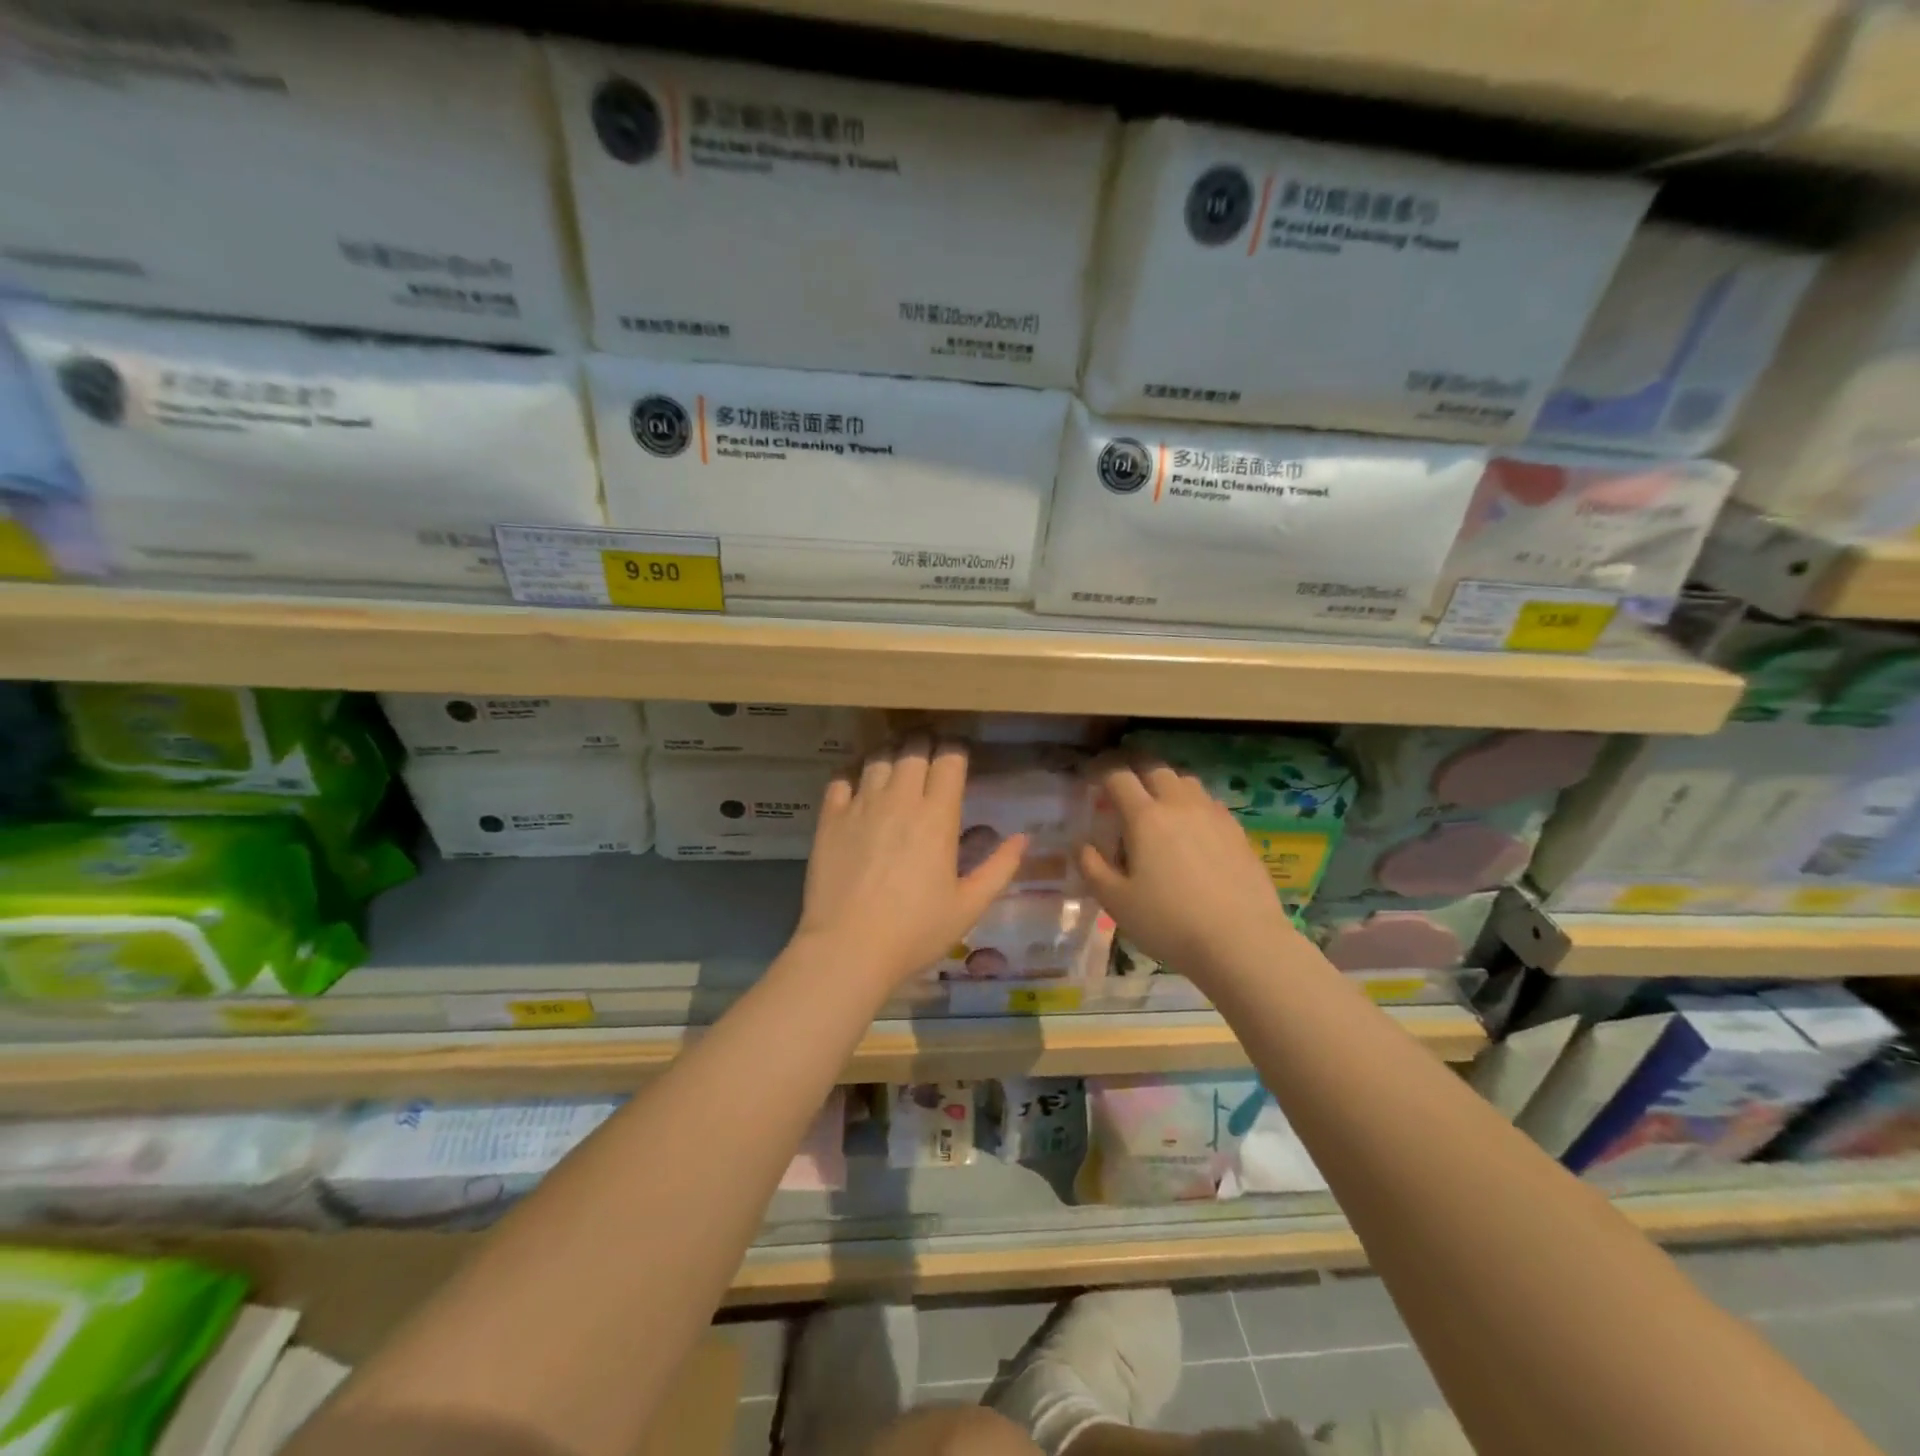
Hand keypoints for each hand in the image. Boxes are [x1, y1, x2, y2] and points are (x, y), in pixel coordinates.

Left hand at [795, 735, 1026, 992]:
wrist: (848, 948)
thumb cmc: (915, 931)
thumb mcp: (969, 906)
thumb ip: (999, 868)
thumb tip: (1023, 838)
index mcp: (937, 816)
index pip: (950, 758)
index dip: (956, 751)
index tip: (958, 759)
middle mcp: (900, 799)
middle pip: (914, 748)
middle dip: (925, 745)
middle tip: (929, 757)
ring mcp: (861, 805)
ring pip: (878, 758)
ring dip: (891, 756)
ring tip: (895, 767)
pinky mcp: (830, 818)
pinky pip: (840, 779)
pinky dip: (852, 776)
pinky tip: (857, 787)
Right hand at [1079, 755, 1302, 987]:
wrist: (1242, 941)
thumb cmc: (1169, 922)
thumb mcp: (1116, 901)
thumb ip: (1092, 867)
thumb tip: (1081, 845)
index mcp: (1145, 817)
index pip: (1119, 776)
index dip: (1101, 771)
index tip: (1090, 778)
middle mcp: (1179, 805)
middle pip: (1155, 769)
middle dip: (1134, 770)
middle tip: (1123, 788)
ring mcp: (1213, 815)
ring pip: (1186, 781)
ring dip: (1166, 784)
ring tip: (1158, 805)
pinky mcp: (1238, 831)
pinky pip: (1209, 803)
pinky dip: (1192, 804)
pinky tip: (1192, 830)